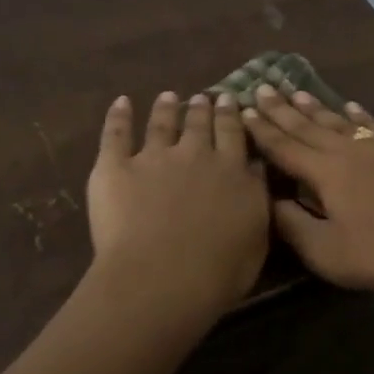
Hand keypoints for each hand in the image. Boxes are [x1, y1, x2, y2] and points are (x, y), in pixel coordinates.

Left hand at [86, 91, 269, 317]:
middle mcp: (196, 155)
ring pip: (162, 123)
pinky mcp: (115, 168)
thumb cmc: (220, 270)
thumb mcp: (258, 235)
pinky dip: (118, 116)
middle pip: (200, 124)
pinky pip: (116, 134)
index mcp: (233, 172)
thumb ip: (256, 198)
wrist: (163, 277)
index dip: (231, 116)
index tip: (231, 100)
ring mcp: (154, 158)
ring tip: (168, 96)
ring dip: (166, 108)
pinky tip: (121, 102)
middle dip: (203, 108)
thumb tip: (257, 168)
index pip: (234, 135)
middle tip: (203, 97)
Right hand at [241, 88, 373, 303]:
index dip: (262, 130)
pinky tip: (352, 106)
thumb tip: (269, 199)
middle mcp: (350, 150)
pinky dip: (360, 115)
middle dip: (282, 109)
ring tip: (296, 92)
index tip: (244, 111)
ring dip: (316, 107)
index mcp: (326, 172)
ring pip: (341, 121)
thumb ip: (291, 223)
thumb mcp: (324, 251)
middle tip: (262, 88)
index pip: (285, 147)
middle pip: (309, 126)